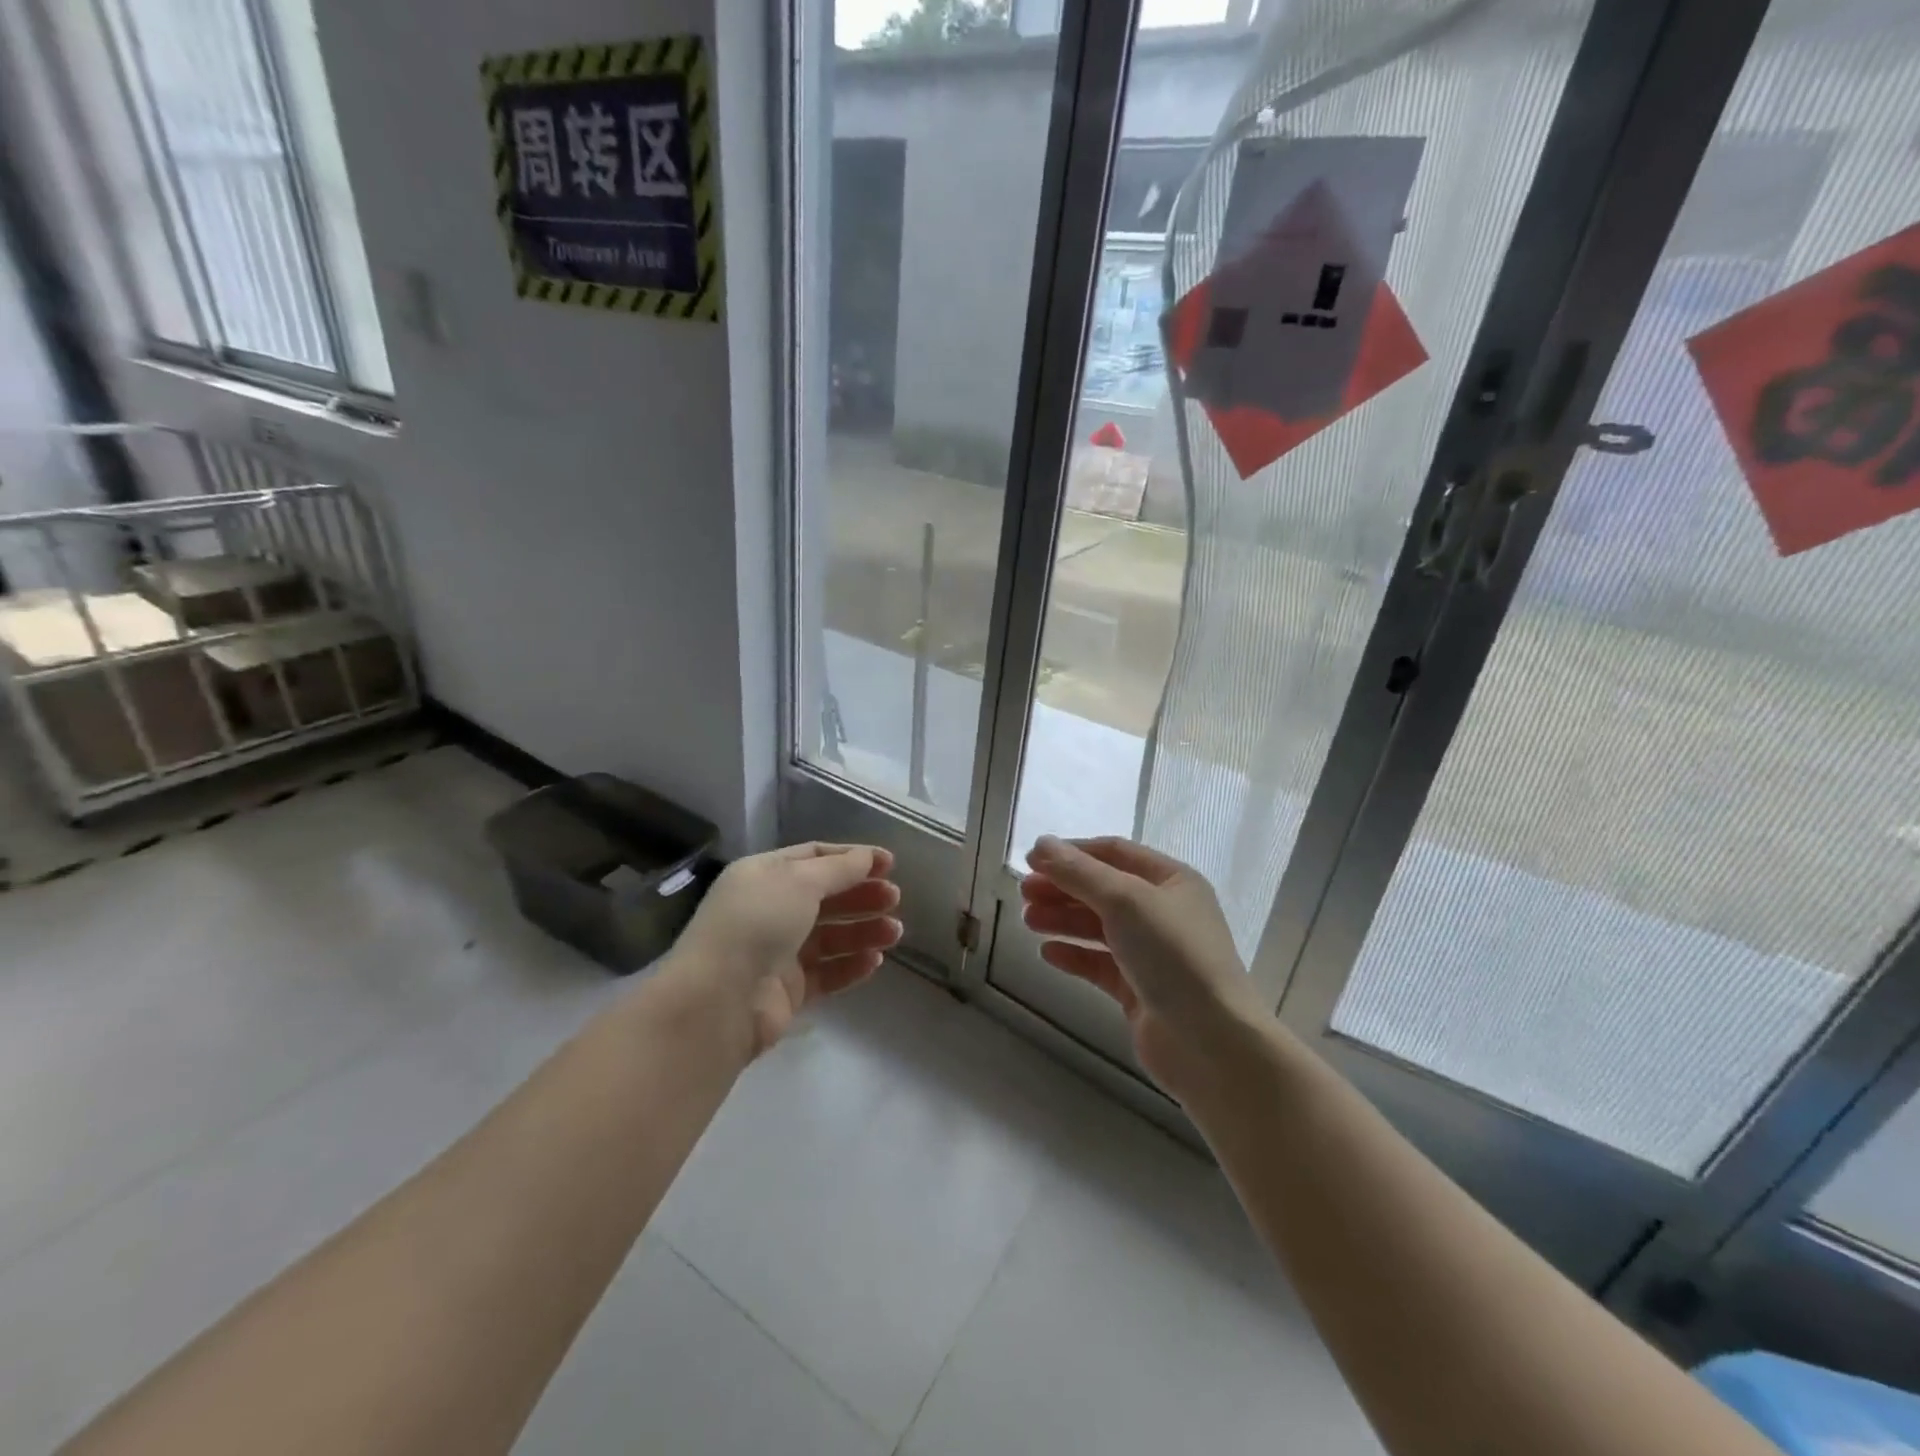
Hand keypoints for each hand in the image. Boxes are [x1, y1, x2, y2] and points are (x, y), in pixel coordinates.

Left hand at [668, 843, 901, 1057]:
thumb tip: (868, 857)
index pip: (814, 857)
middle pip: (825, 897)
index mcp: (764, 875)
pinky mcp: (788, 990)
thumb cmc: (757, 923)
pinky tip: (875, 960)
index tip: (889, 863)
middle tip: (895, 899)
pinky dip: (851, 965)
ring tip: (895, 932)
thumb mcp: (799, 881)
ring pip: (830, 937)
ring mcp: (778, 952)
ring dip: (863, 931)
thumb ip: (839, 869)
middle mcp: (770, 909)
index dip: (852, 858)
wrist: (718, 1000)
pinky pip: (827, 972)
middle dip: (861, 895)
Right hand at [1022, 835, 1267, 1096]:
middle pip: (1103, 890)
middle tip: (1023, 893)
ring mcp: (1153, 954)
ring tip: (1028, 921)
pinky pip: (1100, 964)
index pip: (1114, 853)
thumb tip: (1041, 844)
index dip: (1072, 853)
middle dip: (1063, 888)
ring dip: (1063, 919)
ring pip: (1099, 927)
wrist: (1211, 1042)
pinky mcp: (1140, 991)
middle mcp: (1164, 912)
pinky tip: (1047, 954)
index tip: (1031, 860)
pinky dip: (1074, 955)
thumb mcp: (1125, 900)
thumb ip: (1079, 872)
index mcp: (1172, 881)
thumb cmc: (1173, 955)